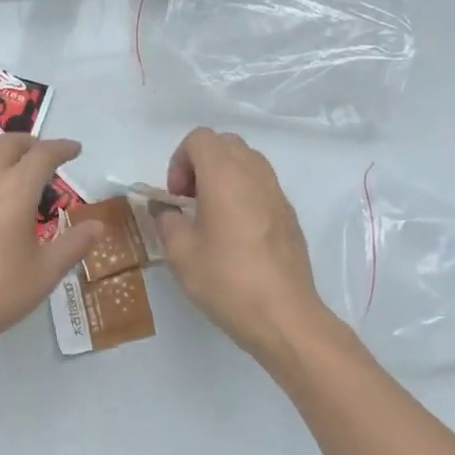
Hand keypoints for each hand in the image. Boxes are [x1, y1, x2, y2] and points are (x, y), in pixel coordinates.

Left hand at [0, 135, 103, 370]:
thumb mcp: (43, 274)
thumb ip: (73, 245)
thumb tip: (97, 225)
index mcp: (15, 188)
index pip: (43, 154)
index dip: (62, 148)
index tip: (75, 150)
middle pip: (9, 144)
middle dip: (31, 144)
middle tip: (46, 159)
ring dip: (3, 155)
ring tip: (15, 175)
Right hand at [154, 128, 345, 370]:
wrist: (284, 316)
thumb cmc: (226, 279)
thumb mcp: (180, 252)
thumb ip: (166, 220)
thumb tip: (165, 209)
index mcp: (225, 175)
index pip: (199, 138)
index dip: (180, 161)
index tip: (176, 196)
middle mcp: (254, 174)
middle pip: (225, 143)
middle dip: (201, 163)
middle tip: (190, 200)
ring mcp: (277, 193)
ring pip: (247, 161)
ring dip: (223, 176)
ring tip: (212, 214)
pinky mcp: (289, 214)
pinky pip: (262, 185)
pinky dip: (243, 193)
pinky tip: (236, 233)